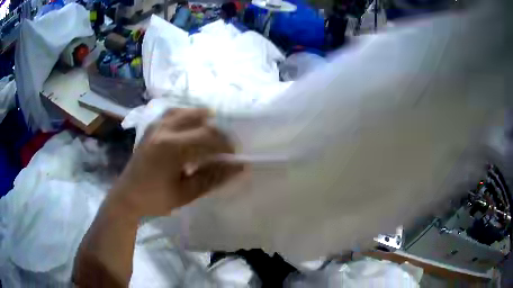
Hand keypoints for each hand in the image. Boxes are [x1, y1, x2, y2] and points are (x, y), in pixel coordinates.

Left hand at [111, 108, 242, 217]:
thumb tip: (239, 167)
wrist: (127, 196)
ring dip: (201, 118)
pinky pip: (171, 113)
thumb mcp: (187, 193)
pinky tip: (190, 123)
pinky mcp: (150, 128)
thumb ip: (213, 178)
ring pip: (184, 112)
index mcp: (172, 148)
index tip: (234, 155)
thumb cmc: (156, 199)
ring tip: (211, 129)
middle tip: (224, 147)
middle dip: (217, 132)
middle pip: (198, 121)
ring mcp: (155, 127)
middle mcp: (164, 130)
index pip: (208, 137)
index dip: (225, 144)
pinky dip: (185, 115)